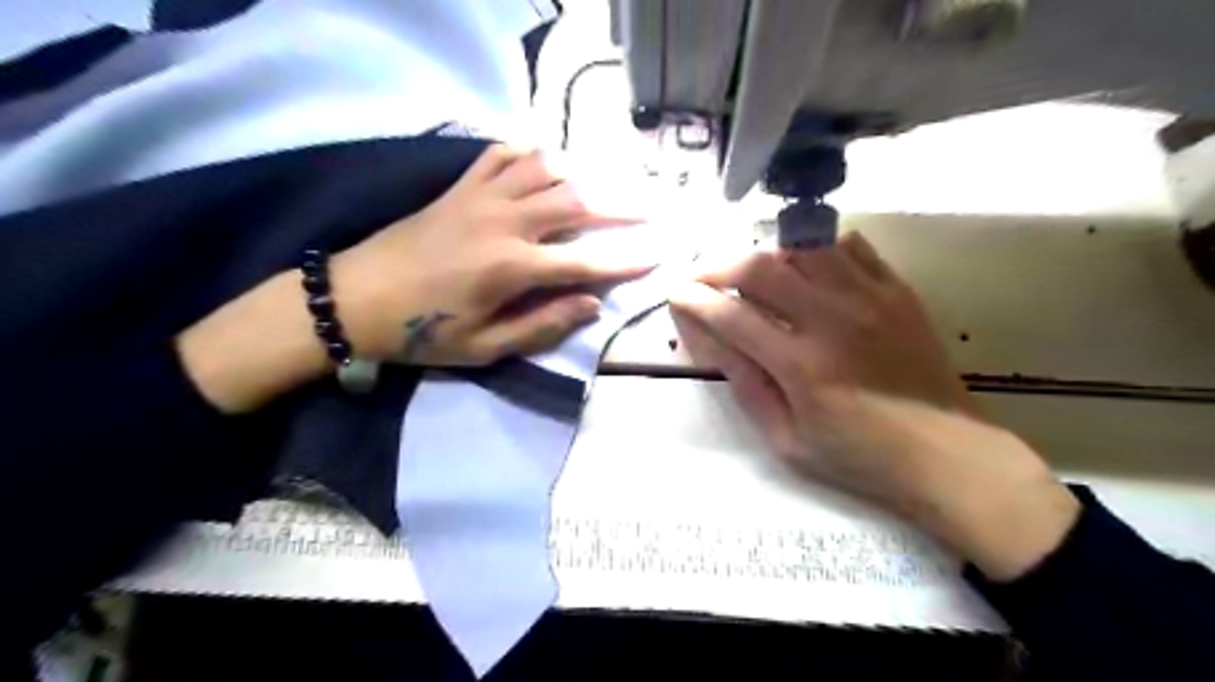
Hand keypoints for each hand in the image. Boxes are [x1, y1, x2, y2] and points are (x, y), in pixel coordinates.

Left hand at [179, 145, 655, 415]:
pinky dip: (530, 154)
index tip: (656, 256)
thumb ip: (542, 324)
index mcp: (511, 267)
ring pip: (545, 170)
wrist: (354, 298)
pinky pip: (503, 155)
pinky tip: (544, 165)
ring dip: (580, 177)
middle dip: (618, 207)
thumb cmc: (422, 331)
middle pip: (575, 203)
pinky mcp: (460, 187)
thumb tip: (591, 304)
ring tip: (602, 190)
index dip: (624, 261)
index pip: (584, 262)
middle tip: (647, 211)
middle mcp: (504, 222)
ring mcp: (481, 197)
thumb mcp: (484, 347)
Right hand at [670, 235, 1076, 578]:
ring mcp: (870, 297)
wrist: (947, 455)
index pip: (731, 315)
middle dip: (716, 264)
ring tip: (748, 271)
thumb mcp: (787, 439)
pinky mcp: (897, 290)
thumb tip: (708, 339)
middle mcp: (833, 318)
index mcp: (802, 365)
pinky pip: (849, 246)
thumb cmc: (859, 457)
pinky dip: (815, 248)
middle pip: (760, 265)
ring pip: (803, 245)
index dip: (693, 300)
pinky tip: (804, 268)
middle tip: (700, 276)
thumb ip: (745, 384)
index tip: (675, 294)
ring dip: (764, 252)